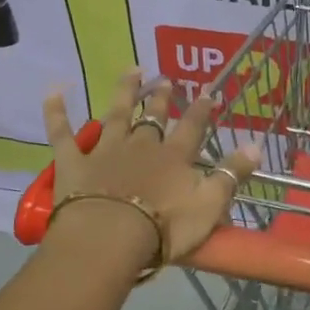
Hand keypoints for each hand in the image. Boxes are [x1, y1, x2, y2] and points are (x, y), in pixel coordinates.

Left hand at [42, 69, 259, 268]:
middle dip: (163, 98)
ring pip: (116, 114)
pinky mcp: (73, 163)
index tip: (209, 92)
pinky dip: (57, 111)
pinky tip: (54, 90)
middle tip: (167, 79)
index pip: (193, 126)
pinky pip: (63, 133)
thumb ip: (231, 174)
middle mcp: (142, 145)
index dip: (202, 109)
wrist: (109, 238)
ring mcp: (106, 151)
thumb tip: (256, 145)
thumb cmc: (164, 227)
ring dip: (125, 91)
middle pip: (154, 116)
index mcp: (174, 157)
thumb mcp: (210, 204)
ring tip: (131, 71)